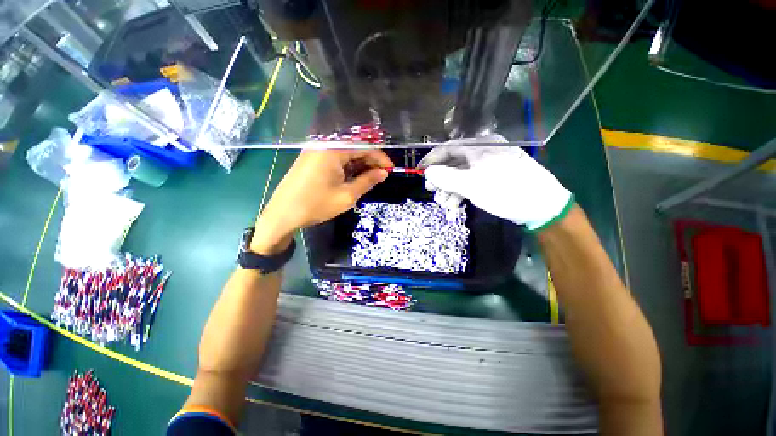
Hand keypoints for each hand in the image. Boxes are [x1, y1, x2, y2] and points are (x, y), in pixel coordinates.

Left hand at [251, 149, 390, 253]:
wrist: (283, 214)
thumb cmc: (316, 205)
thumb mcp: (347, 196)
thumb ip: (367, 181)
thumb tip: (383, 173)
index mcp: (333, 150)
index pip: (364, 147)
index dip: (380, 158)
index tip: (391, 169)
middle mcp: (324, 145)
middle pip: (354, 147)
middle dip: (370, 161)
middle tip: (381, 176)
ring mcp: (315, 151)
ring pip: (345, 153)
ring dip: (359, 164)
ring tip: (370, 178)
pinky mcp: (311, 159)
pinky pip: (335, 158)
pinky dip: (347, 166)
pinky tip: (353, 177)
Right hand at [420, 134, 572, 230]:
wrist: (542, 206)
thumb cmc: (505, 191)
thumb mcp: (471, 185)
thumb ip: (446, 178)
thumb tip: (428, 172)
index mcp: (480, 146)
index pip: (448, 148)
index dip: (431, 159)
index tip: (420, 170)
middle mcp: (485, 151)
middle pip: (454, 162)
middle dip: (441, 178)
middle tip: (432, 191)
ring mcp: (490, 164)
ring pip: (462, 173)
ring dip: (450, 188)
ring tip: (445, 203)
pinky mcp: (494, 176)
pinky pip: (472, 180)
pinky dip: (462, 191)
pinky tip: (457, 203)